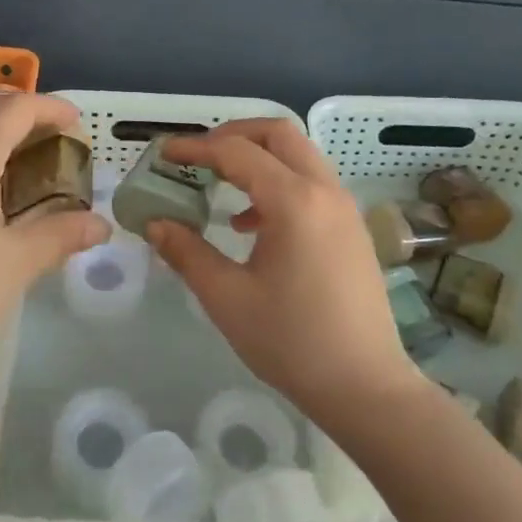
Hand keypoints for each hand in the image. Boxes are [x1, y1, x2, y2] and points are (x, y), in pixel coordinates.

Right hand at [146, 119, 423, 430]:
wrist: (366, 388)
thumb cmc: (292, 343)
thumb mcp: (228, 298)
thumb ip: (187, 253)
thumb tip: (155, 224)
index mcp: (294, 201)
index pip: (237, 152)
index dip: (196, 148)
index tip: (165, 154)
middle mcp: (324, 191)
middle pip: (278, 133)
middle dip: (234, 134)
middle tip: (199, 156)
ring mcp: (344, 207)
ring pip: (299, 154)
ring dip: (258, 156)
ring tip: (221, 185)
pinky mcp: (351, 227)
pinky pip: (312, 182)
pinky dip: (279, 181)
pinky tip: (252, 224)